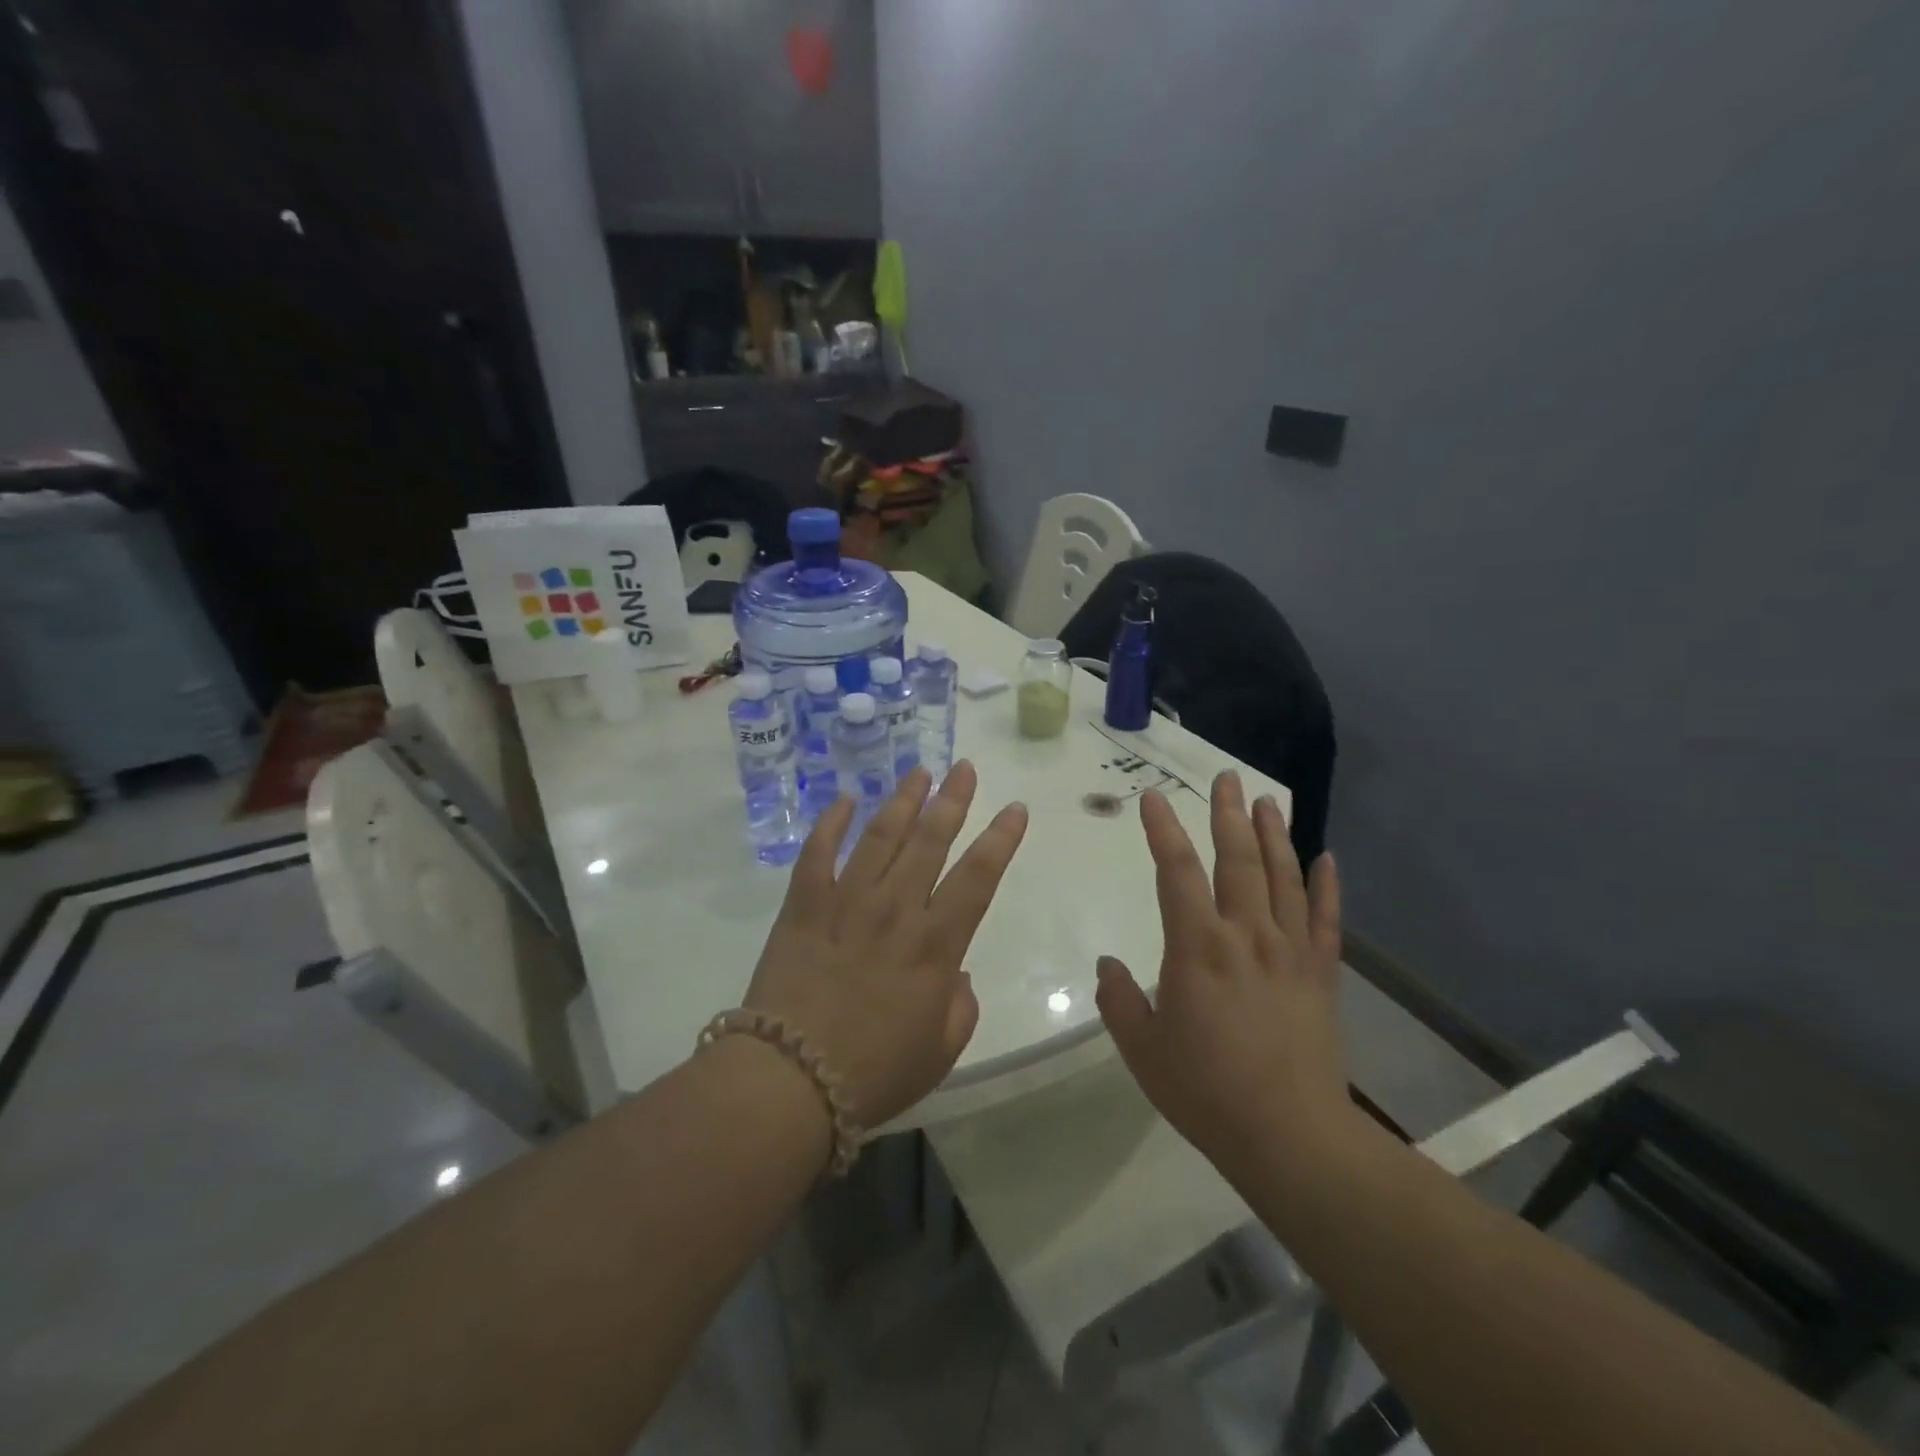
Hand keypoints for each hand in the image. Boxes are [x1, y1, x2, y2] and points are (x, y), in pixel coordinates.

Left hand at [743, 762, 1028, 1130]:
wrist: (790, 1080)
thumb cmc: (873, 1073)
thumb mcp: (939, 1053)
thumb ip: (960, 1008)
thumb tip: (956, 974)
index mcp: (935, 945)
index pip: (978, 877)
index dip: (1000, 839)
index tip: (1014, 808)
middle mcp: (896, 909)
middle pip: (930, 841)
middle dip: (952, 800)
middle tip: (964, 768)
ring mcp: (846, 901)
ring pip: (880, 836)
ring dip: (902, 800)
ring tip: (919, 772)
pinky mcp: (804, 906)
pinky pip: (818, 853)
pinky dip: (831, 823)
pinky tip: (844, 800)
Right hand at [1096, 772, 1349, 1182]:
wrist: (1291, 1137)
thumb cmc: (1206, 1091)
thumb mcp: (1143, 1050)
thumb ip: (1119, 1000)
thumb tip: (1107, 964)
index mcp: (1197, 947)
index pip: (1175, 872)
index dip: (1162, 830)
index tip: (1153, 797)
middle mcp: (1246, 935)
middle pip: (1237, 860)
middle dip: (1227, 814)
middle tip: (1225, 777)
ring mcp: (1289, 951)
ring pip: (1283, 878)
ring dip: (1274, 835)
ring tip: (1266, 800)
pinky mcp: (1322, 974)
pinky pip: (1328, 920)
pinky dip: (1328, 886)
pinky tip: (1327, 857)